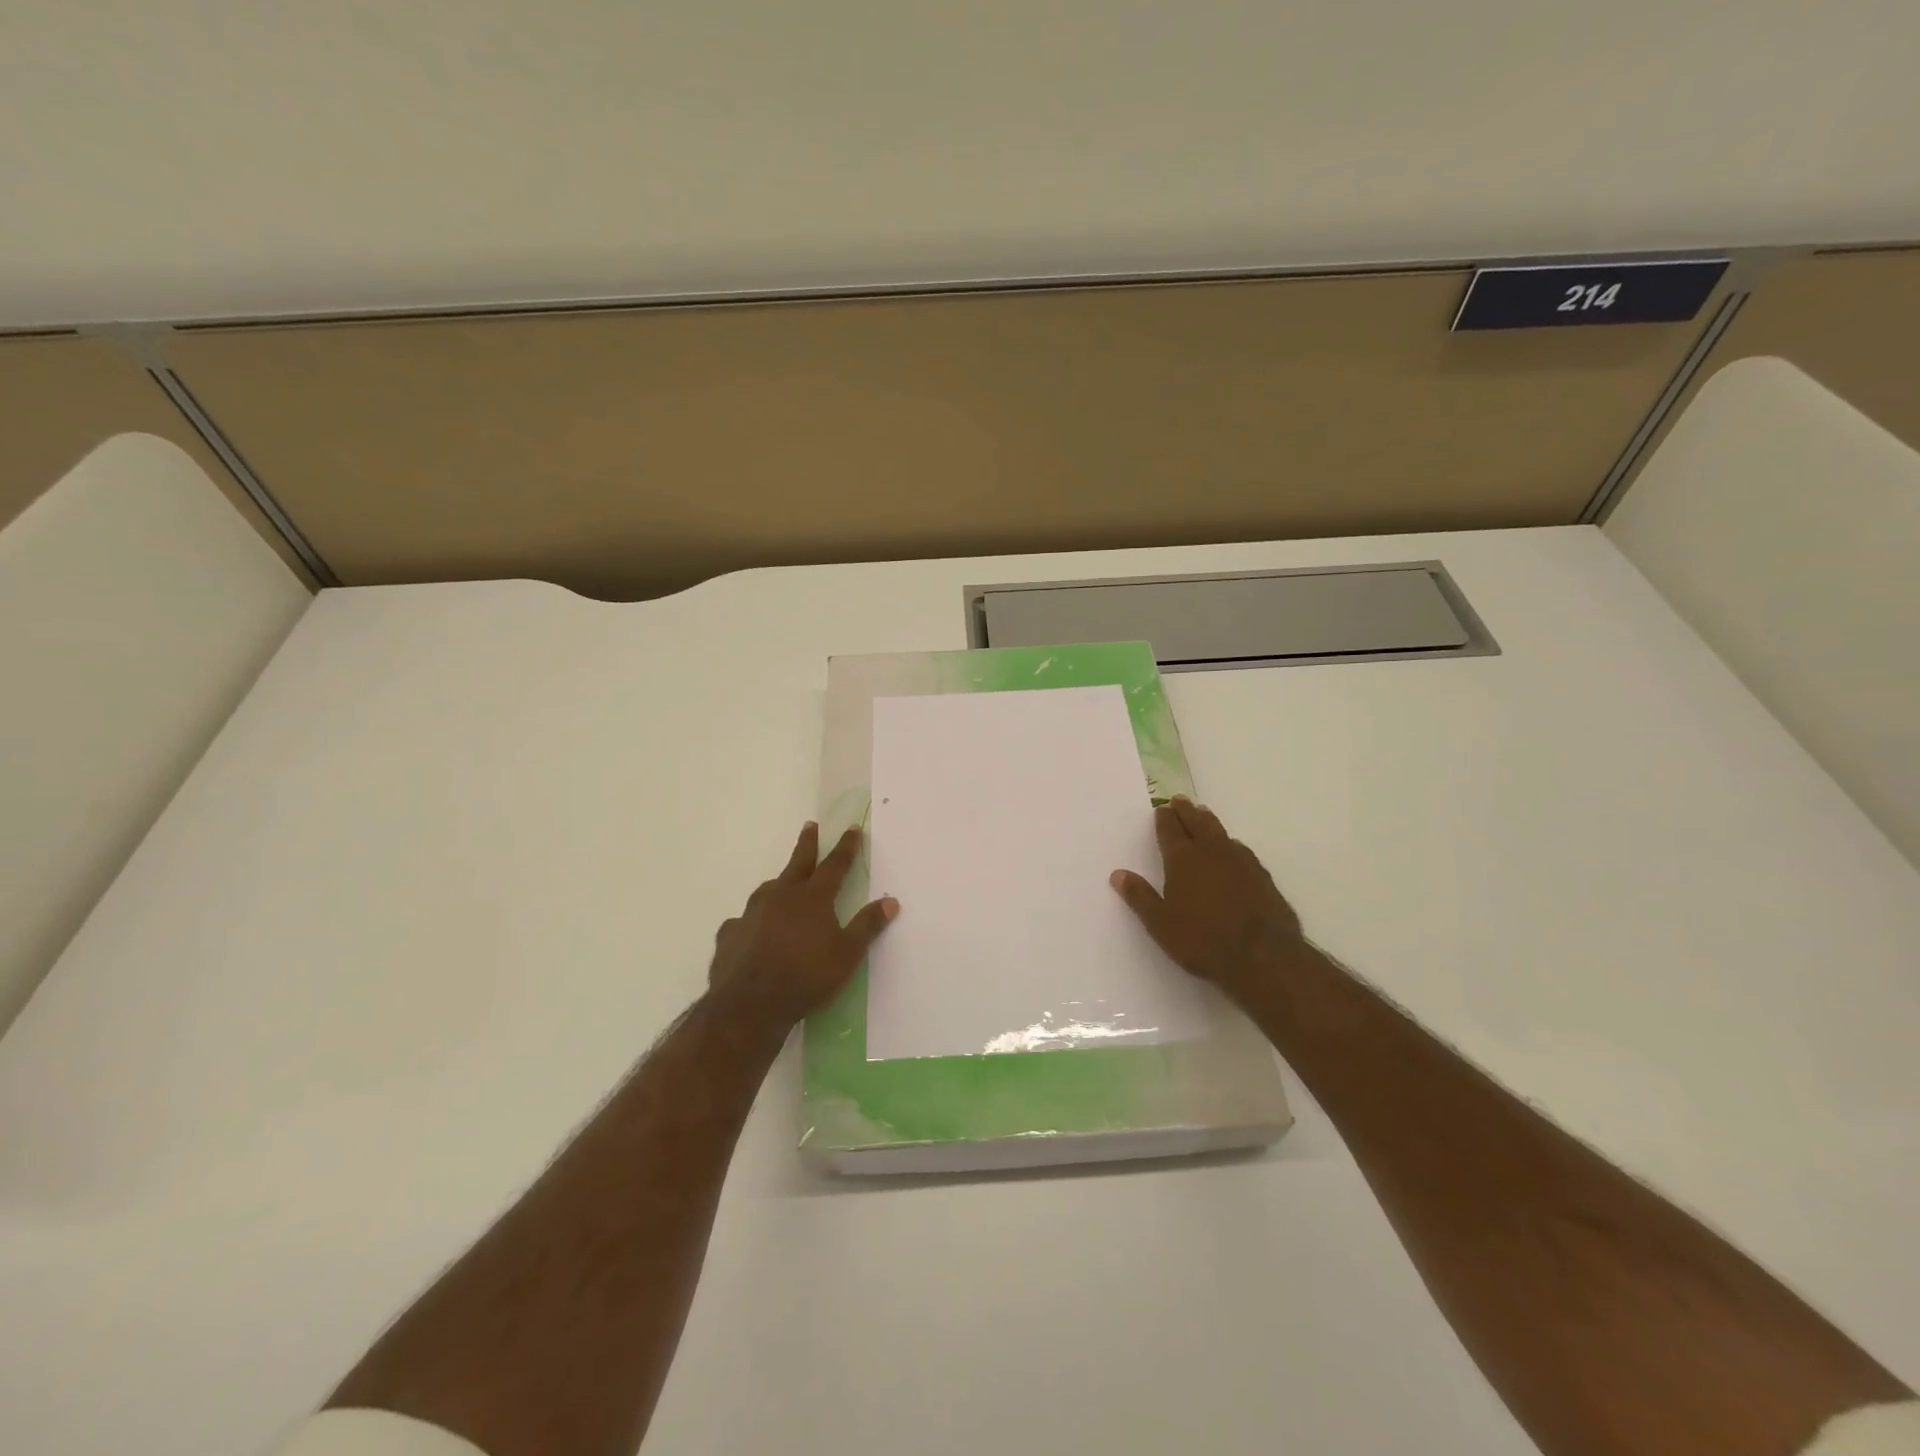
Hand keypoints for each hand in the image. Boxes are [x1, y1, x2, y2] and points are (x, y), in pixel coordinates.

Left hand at [708, 822, 898, 1029]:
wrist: (750, 1004)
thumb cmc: (807, 977)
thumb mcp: (847, 954)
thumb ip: (868, 926)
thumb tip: (891, 901)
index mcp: (813, 898)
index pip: (834, 865)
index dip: (845, 847)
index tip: (851, 829)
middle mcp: (781, 896)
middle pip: (798, 863)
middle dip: (807, 844)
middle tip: (810, 825)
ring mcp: (751, 913)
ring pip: (768, 889)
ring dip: (779, 883)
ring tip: (782, 884)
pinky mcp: (730, 934)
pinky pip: (743, 921)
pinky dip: (752, 921)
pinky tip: (751, 931)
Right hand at [1110, 797, 1305, 1002]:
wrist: (1263, 956)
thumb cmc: (1203, 941)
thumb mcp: (1160, 924)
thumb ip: (1140, 897)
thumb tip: (1118, 874)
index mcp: (1183, 860)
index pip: (1170, 831)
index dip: (1164, 819)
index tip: (1161, 809)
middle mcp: (1211, 853)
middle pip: (1197, 823)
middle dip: (1187, 811)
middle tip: (1180, 800)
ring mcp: (1241, 862)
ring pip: (1221, 833)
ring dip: (1209, 822)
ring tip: (1203, 814)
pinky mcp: (1262, 876)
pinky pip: (1241, 850)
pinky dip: (1231, 844)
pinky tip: (1233, 849)